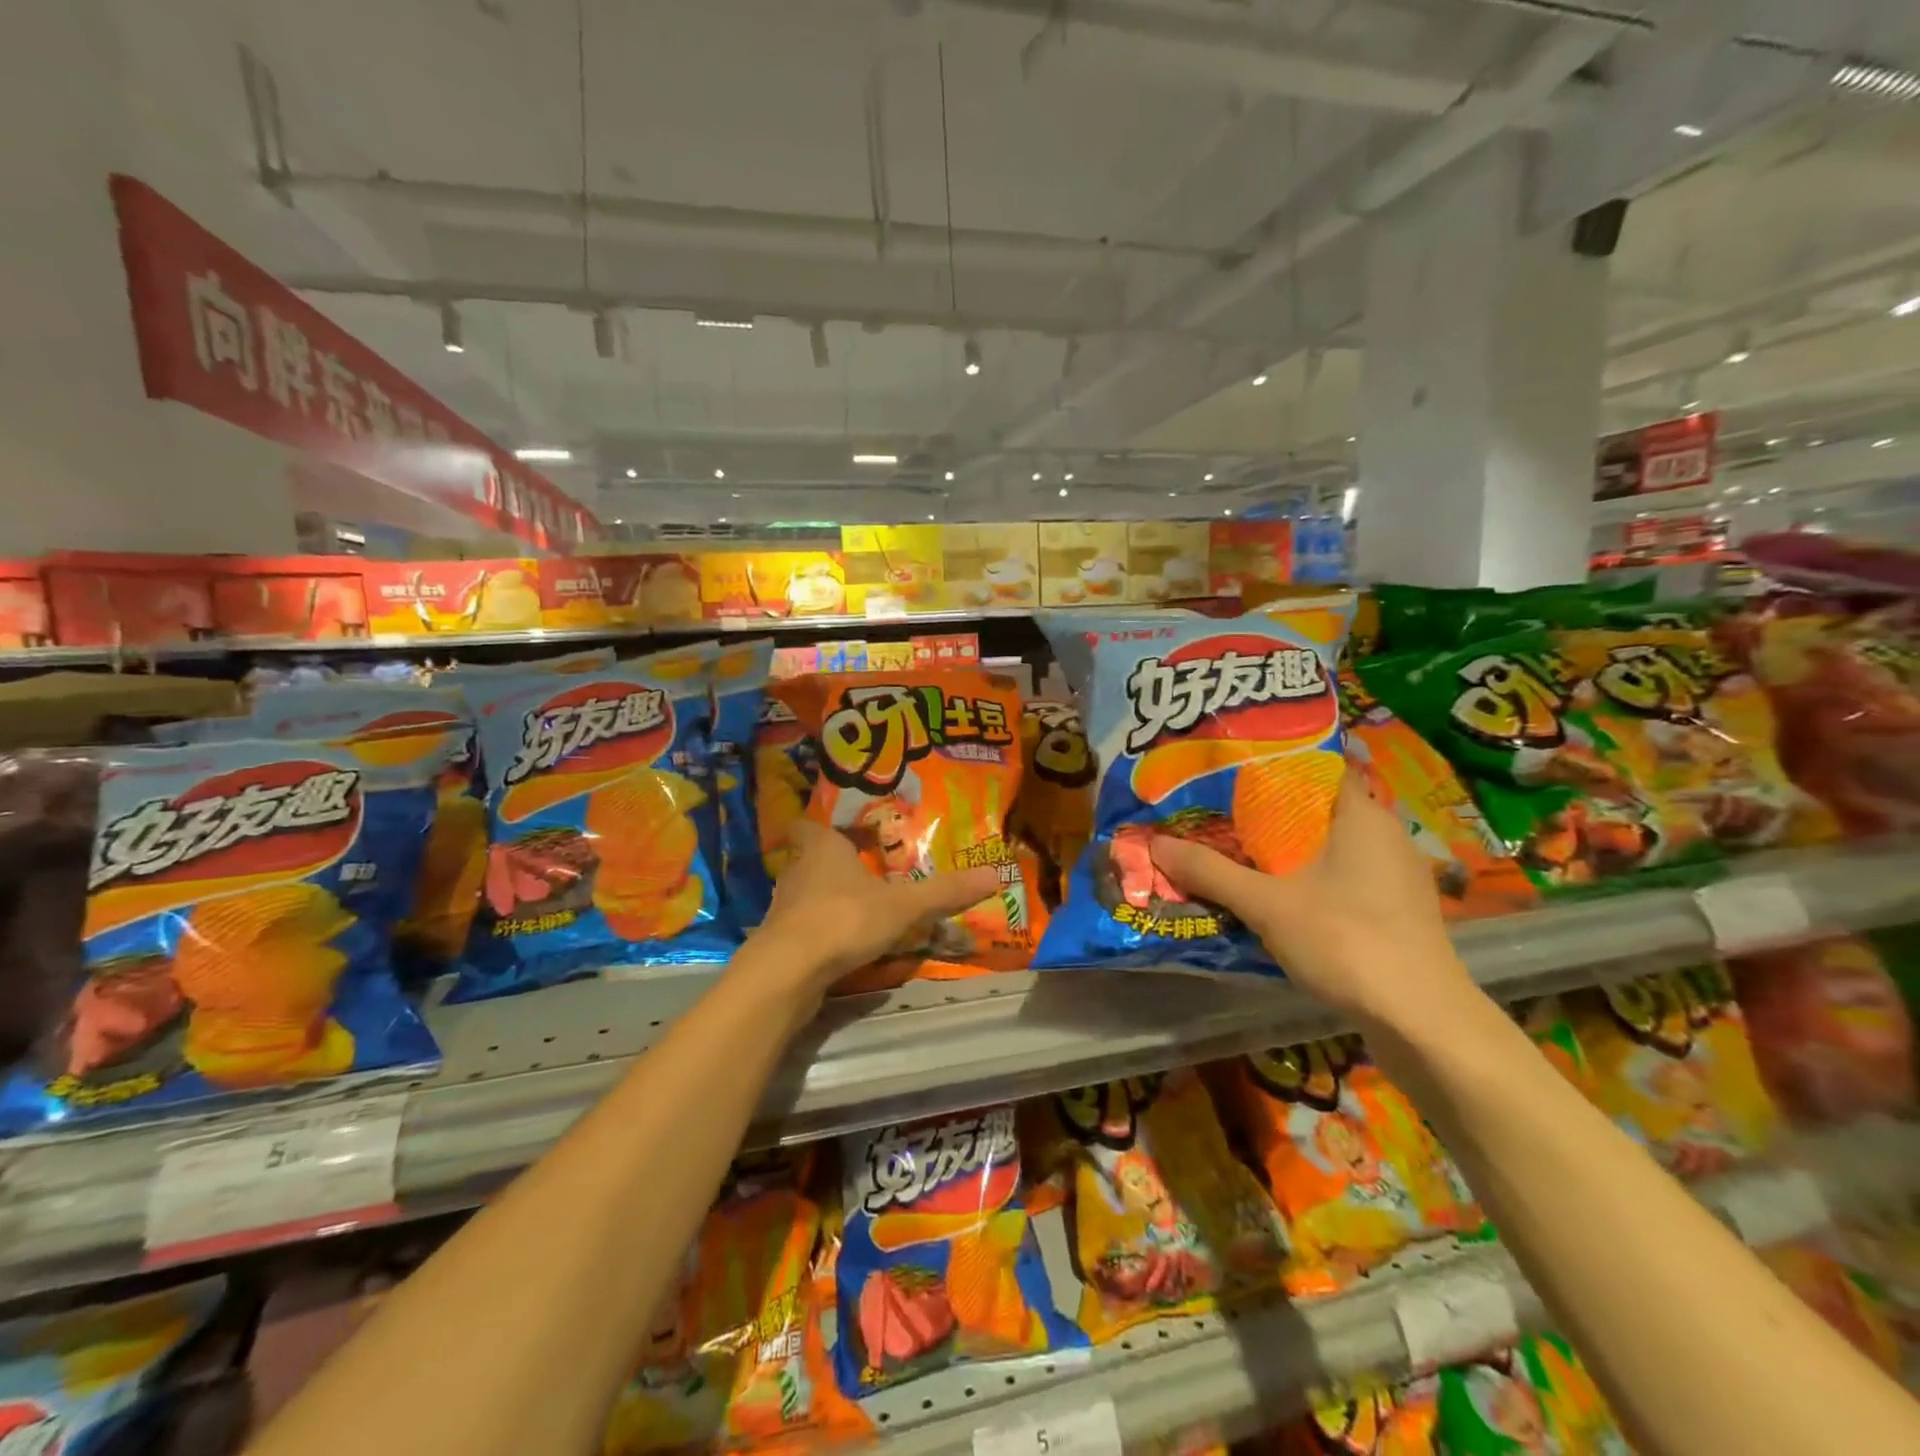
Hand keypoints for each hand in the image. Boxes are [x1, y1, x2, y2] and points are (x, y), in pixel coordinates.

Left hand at [752, 820, 1002, 991]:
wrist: (788, 971)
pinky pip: (802, 927)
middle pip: (810, 859)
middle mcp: (797, 871)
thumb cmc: (844, 919)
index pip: (811, 826)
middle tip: (863, 870)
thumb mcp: (903, 905)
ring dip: (825, 899)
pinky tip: (840, 944)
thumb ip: (944, 892)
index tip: (844, 832)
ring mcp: (783, 908)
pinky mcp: (779, 941)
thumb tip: (995, 875)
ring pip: (805, 894)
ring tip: (857, 908)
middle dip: (832, 865)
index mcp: (822, 848)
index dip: (824, 827)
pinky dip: (819, 931)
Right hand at [1147, 768, 1474, 1027]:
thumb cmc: (1346, 940)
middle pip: (1317, 809)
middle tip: (1218, 816)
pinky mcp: (1397, 911)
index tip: (1228, 775)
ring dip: (1288, 851)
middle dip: (1268, 814)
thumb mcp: (1265, 904)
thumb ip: (1210, 871)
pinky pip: (1344, 877)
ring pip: (1330, 847)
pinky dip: (1309, 879)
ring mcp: (1396, 875)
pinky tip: (1279, 898)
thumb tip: (1156, 842)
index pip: (1315, 768)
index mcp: (1361, 815)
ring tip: (1238, 854)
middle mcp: (1385, 835)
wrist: (1422, 1021)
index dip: (1271, 767)